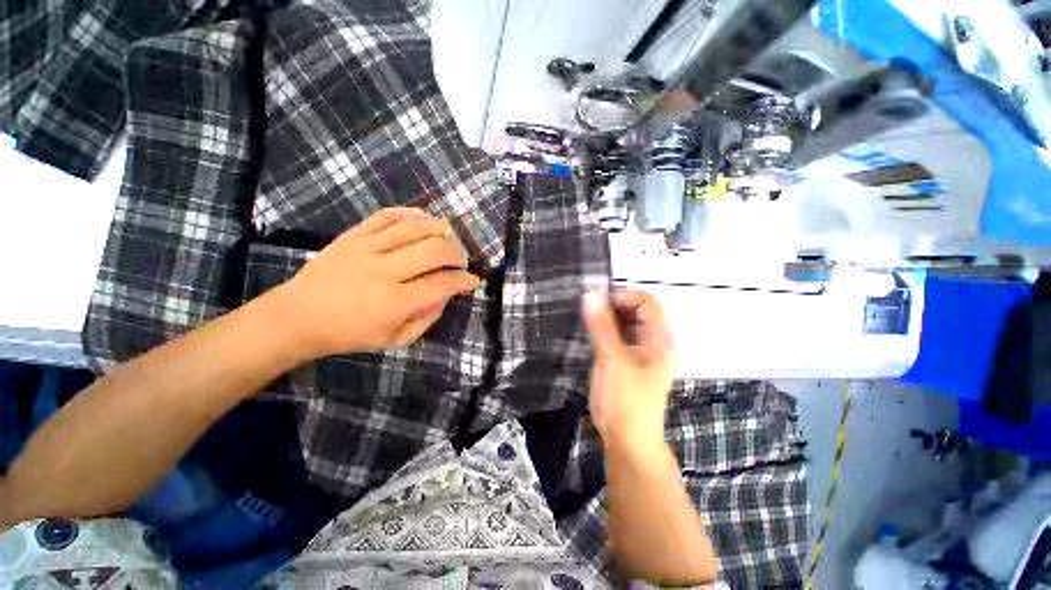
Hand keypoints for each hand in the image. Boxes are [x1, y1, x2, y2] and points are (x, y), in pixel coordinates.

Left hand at [273, 207, 480, 357]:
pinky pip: (386, 215)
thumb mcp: (395, 340)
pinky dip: (410, 213)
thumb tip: (447, 294)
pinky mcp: (352, 235)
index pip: (441, 283)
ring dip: (440, 230)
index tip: (473, 280)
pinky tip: (424, 218)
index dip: (464, 280)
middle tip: (461, 261)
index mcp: (394, 302)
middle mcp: (383, 271)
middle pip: (434, 250)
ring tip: (449, 238)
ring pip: (414, 228)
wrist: (298, 317)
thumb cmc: (350, 334)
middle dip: (457, 254)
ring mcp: (366, 248)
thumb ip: (427, 318)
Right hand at [582, 289, 675, 449]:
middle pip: (638, 311)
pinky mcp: (629, 363)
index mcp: (659, 339)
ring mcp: (642, 353)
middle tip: (589, 309)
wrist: (628, 442)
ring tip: (587, 320)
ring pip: (627, 324)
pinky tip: (591, 334)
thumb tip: (590, 294)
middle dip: (614, 306)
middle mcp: (654, 343)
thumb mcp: (611, 359)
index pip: (648, 302)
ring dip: (609, 318)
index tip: (599, 301)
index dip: (624, 296)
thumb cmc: (624, 400)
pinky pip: (619, 338)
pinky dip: (606, 331)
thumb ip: (601, 326)